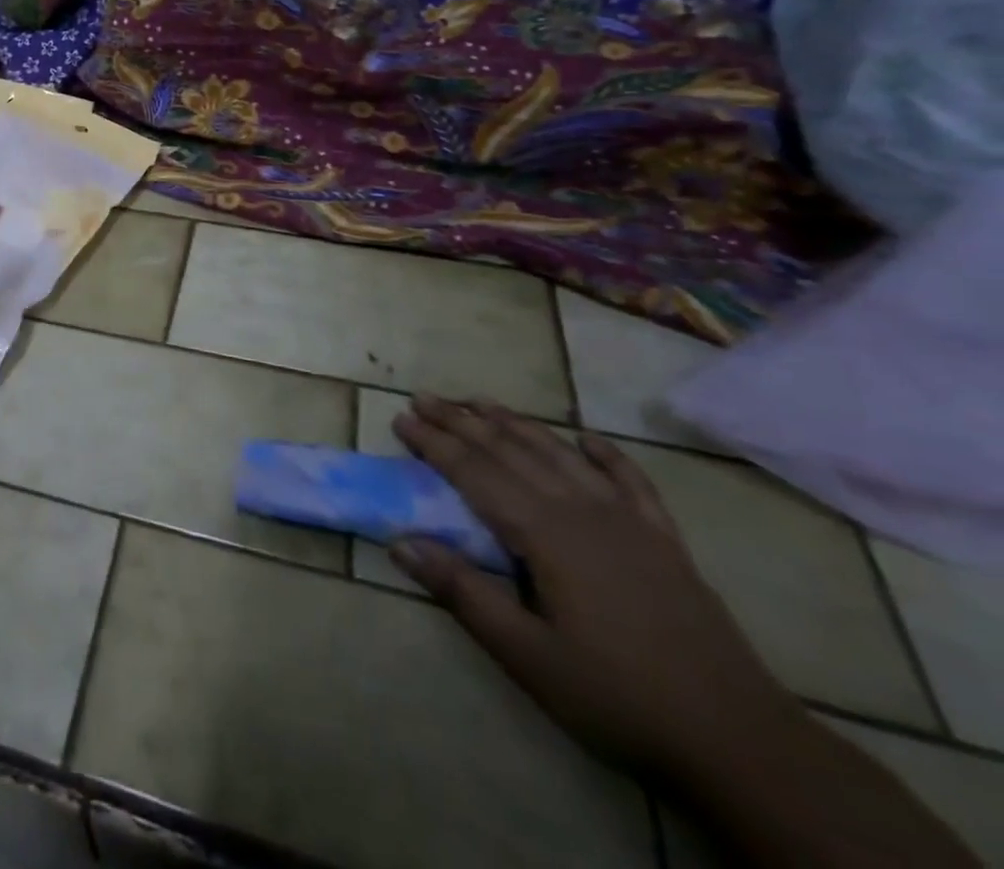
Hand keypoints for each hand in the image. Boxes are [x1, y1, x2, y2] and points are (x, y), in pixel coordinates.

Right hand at [390, 395, 800, 773]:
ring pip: (561, 455)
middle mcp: (584, 511)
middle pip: (512, 452)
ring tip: (481, 401)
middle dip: (463, 422)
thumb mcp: (526, 654)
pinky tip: (586, 438)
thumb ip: (463, 591)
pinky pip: (631, 481)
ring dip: (517, 424)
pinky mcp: (665, 541)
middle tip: (424, 398)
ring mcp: (630, 522)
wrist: (742, 743)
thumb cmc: (618, 697)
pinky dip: (606, 454)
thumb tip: (400, 542)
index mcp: (547, 534)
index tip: (401, 418)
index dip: (435, 444)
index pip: (476, 474)